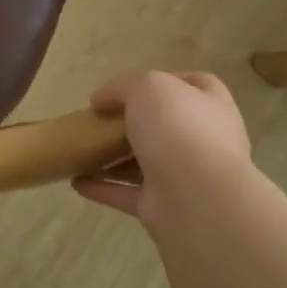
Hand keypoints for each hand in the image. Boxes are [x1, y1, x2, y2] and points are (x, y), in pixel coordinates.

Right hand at [72, 72, 249, 226]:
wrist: (199, 200)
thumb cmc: (179, 130)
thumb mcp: (147, 87)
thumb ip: (122, 88)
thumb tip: (102, 101)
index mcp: (209, 106)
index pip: (197, 84)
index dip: (166, 80)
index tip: (130, 86)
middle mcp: (202, 141)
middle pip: (164, 126)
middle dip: (133, 122)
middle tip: (100, 118)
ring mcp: (183, 177)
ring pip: (143, 162)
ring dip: (113, 158)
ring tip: (81, 149)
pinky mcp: (163, 207)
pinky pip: (126, 194)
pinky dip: (102, 188)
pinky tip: (77, 180)